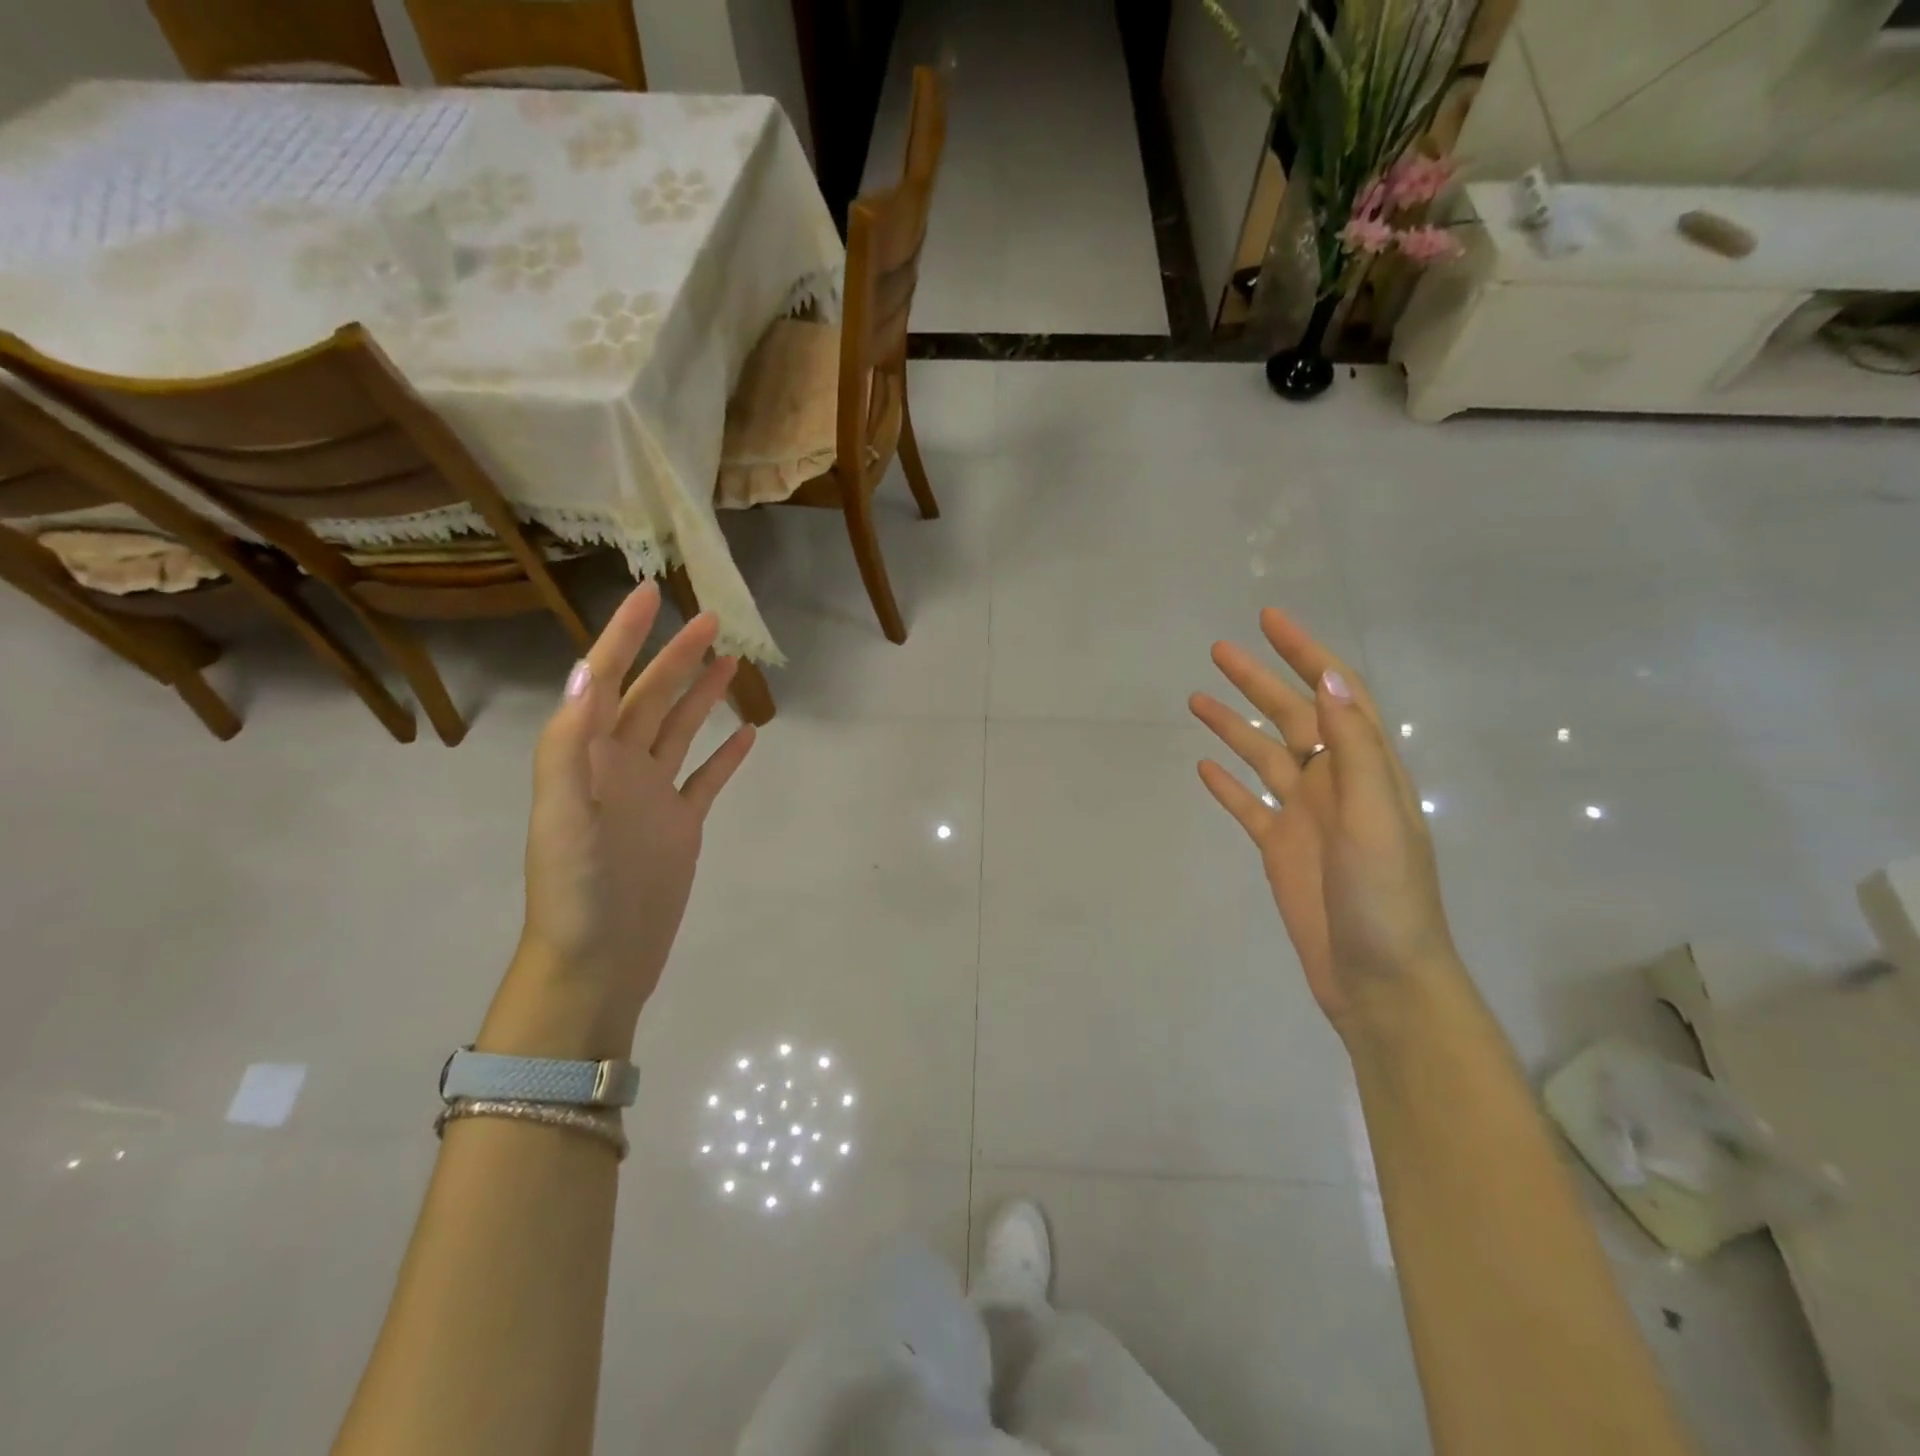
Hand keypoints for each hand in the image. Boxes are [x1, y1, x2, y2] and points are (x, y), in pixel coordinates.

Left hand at [480, 583, 754, 1059]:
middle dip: (676, 656)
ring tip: (731, 662)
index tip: (649, 594)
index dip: (623, 635)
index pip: (605, 680)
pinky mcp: (680, 825)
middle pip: (651, 697)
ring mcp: (652, 795)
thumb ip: (568, 745)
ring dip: (702, 695)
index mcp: (587, 757)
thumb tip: (584, 671)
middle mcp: (619, 767)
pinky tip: (748, 734)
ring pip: (680, 730)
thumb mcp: (564, 817)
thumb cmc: (575, 892)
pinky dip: (726, 756)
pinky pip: (707, 779)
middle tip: (710, 619)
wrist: (596, 963)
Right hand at [1190, 609, 1457, 1038]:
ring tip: (1195, 699)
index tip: (1269, 619)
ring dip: (1232, 726)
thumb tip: (1329, 678)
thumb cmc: (1385, 898)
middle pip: (1291, 716)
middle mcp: (1334, 783)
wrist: (1380, 980)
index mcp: (1364, 769)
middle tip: (1217, 649)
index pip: (1335, 694)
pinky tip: (1203, 767)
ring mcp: (1304, 817)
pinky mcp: (1279, 848)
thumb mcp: (1375, 816)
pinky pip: (1248, 805)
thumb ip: (1353, 748)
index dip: (1305, 653)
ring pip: (1263, 756)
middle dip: (1257, 679)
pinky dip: (1227, 784)